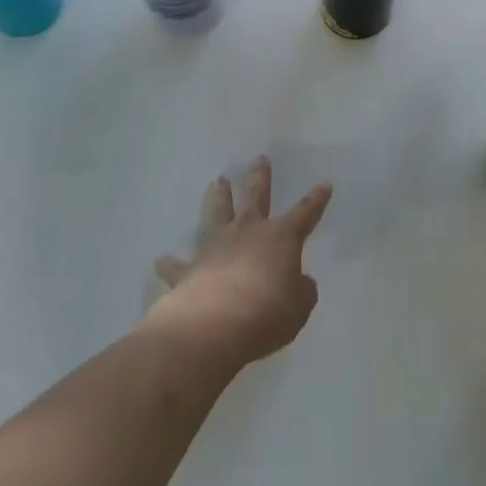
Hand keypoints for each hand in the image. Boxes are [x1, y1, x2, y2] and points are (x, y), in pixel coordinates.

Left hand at [145, 157, 333, 369]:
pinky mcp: (190, 270)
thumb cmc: (266, 314)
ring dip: (218, 197)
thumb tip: (300, 283)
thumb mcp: (298, 308)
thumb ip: (301, 292)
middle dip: (259, 177)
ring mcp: (216, 247)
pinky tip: (160, 259)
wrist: (214, 326)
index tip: (324, 184)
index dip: (316, 200)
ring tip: (217, 181)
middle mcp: (248, 232)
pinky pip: (178, 265)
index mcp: (281, 238)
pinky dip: (170, 263)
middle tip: (259, 159)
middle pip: (255, 197)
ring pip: (217, 213)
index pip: (305, 213)